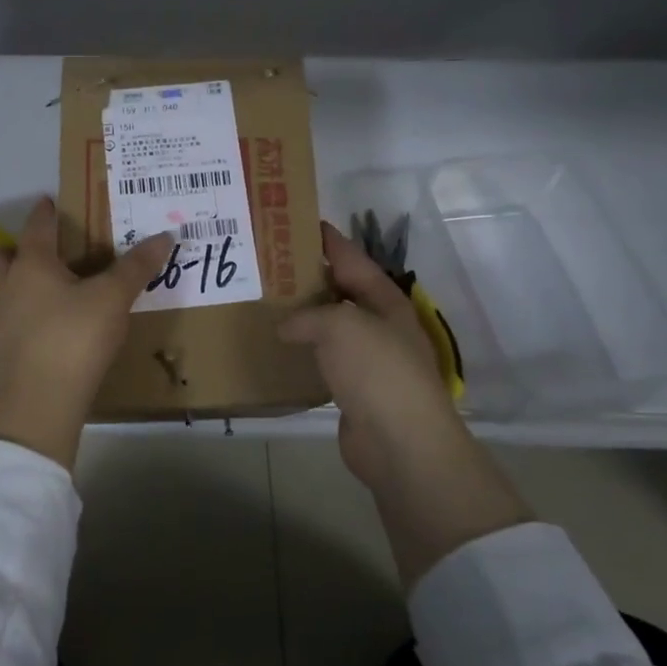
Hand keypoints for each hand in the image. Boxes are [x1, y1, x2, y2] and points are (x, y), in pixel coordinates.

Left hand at [0, 196, 172, 468]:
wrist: (40, 401)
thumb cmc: (74, 337)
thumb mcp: (112, 299)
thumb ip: (136, 267)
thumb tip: (165, 235)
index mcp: (31, 265)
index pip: (36, 228)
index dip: (44, 213)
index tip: (49, 202)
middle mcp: (7, 286)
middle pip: (1, 257)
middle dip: (16, 248)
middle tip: (42, 250)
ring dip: (15, 281)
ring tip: (43, 286)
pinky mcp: (2, 350)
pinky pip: (8, 318)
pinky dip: (22, 312)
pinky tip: (45, 323)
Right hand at [281, 220, 532, 585]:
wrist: (401, 443)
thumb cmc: (377, 370)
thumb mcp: (340, 326)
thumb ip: (308, 316)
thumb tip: (286, 326)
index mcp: (384, 299)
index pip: (351, 257)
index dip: (326, 238)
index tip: (296, 221)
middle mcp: (379, 323)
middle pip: (339, 290)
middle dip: (308, 275)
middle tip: (268, 263)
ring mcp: (369, 358)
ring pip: (330, 325)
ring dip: (303, 315)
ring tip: (265, 301)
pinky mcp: (354, 389)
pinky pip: (324, 359)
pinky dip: (303, 351)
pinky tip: (278, 348)